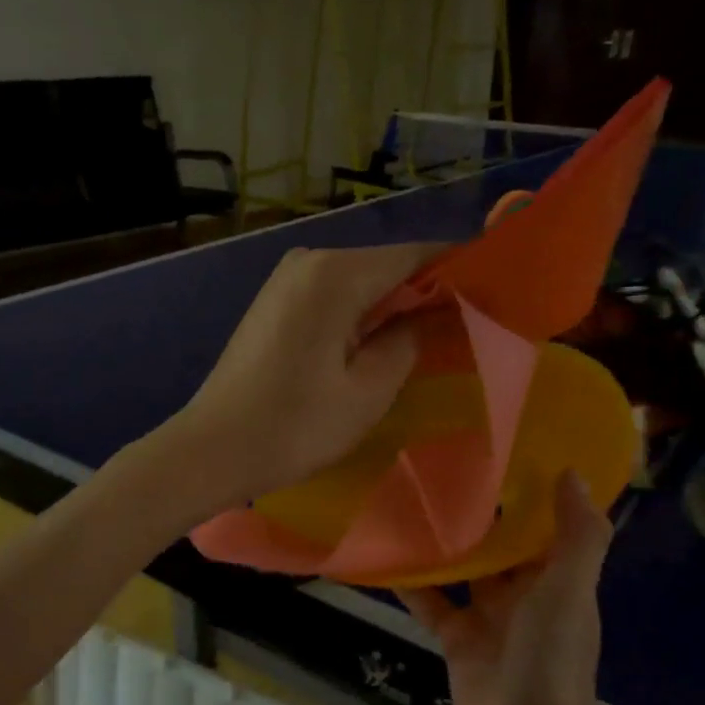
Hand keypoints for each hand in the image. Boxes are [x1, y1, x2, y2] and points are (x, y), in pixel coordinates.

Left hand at [159, 243, 442, 512]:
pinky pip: (334, 297)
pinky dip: (362, 314)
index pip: (416, 254)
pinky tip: (379, 343)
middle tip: (468, 326)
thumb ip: (409, 340)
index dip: (458, 271)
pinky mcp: (274, 302)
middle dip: (427, 292)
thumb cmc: (294, 426)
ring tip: (431, 338)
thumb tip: (432, 313)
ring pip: (361, 282)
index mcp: (336, 273)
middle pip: (387, 265)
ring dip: (395, 306)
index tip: (494, 295)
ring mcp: (287, 279)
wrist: (211, 450)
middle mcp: (310, 260)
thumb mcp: (368, 390)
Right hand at [399, 472, 613, 704]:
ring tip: (408, 498)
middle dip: (478, 512)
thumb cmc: (553, 661)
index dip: (528, 491)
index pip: (543, 525)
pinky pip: (431, 603)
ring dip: (442, 543)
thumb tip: (572, 473)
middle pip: (498, 544)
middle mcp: (523, 593)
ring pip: (462, 570)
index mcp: (556, 579)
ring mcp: (488, 617)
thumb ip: (578, 536)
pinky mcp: (456, 639)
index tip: (502, 449)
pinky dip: (411, 583)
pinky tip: (385, 555)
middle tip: (441, 464)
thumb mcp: (570, 591)